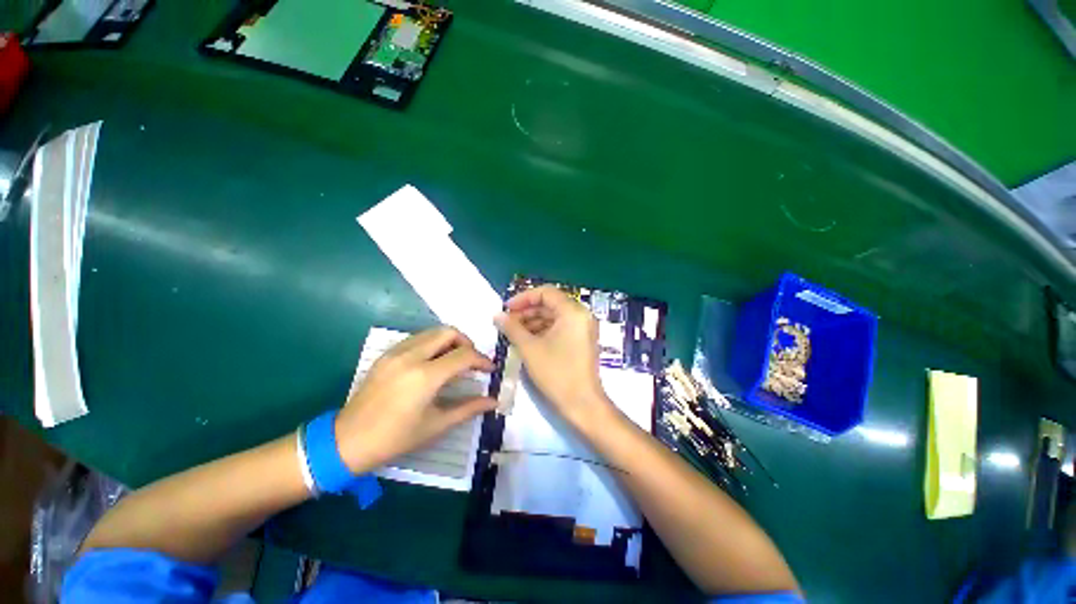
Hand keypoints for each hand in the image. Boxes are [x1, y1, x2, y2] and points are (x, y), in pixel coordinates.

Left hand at [335, 327, 496, 472]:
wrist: (347, 441)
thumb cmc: (395, 438)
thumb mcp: (436, 425)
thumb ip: (468, 408)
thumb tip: (494, 402)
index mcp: (425, 376)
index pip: (464, 355)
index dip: (482, 360)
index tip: (490, 369)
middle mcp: (411, 356)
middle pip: (448, 332)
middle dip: (467, 343)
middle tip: (472, 361)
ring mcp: (396, 352)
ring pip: (432, 332)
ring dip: (450, 341)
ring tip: (455, 361)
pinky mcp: (386, 354)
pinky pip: (417, 338)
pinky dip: (433, 344)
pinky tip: (434, 363)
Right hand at [494, 285, 612, 426]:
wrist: (582, 403)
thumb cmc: (556, 373)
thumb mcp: (530, 348)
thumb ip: (512, 328)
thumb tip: (497, 315)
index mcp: (572, 311)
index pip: (546, 292)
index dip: (524, 298)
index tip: (506, 308)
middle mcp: (581, 315)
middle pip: (550, 304)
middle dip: (527, 311)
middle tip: (507, 322)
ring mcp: (583, 328)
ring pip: (554, 316)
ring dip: (533, 321)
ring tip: (513, 332)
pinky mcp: (581, 340)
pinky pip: (560, 327)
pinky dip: (543, 330)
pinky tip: (527, 339)